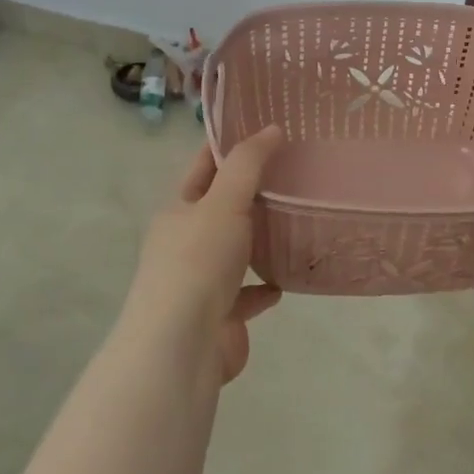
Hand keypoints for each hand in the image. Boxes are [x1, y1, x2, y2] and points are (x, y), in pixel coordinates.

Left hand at [124, 125, 284, 382]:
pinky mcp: (220, 316)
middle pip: (220, 209)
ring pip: (234, 253)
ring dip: (258, 241)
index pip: (203, 166)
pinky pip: (246, 295)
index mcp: (178, 211)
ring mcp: (200, 282)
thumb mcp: (223, 201)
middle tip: (295, 172)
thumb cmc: (198, 262)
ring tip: (295, 224)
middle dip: (251, 193)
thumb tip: (271, 128)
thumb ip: (248, 164)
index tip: (264, 127)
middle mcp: (184, 244)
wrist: (182, 346)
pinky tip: (284, 282)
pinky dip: (263, 288)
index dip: (229, 145)